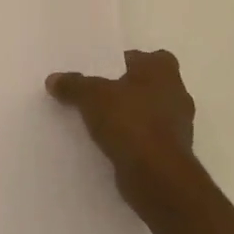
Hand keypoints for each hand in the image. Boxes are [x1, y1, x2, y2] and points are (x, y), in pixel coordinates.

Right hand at [47, 49, 196, 206]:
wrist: (157, 177)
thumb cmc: (130, 122)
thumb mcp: (91, 96)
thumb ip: (73, 85)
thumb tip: (53, 79)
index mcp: (163, 71)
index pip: (148, 57)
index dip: (127, 62)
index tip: (104, 71)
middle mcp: (177, 94)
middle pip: (148, 85)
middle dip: (126, 90)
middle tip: (97, 94)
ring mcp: (179, 127)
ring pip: (149, 113)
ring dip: (130, 117)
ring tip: (99, 121)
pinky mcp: (174, 154)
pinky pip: (148, 139)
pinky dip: (133, 140)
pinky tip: (110, 145)